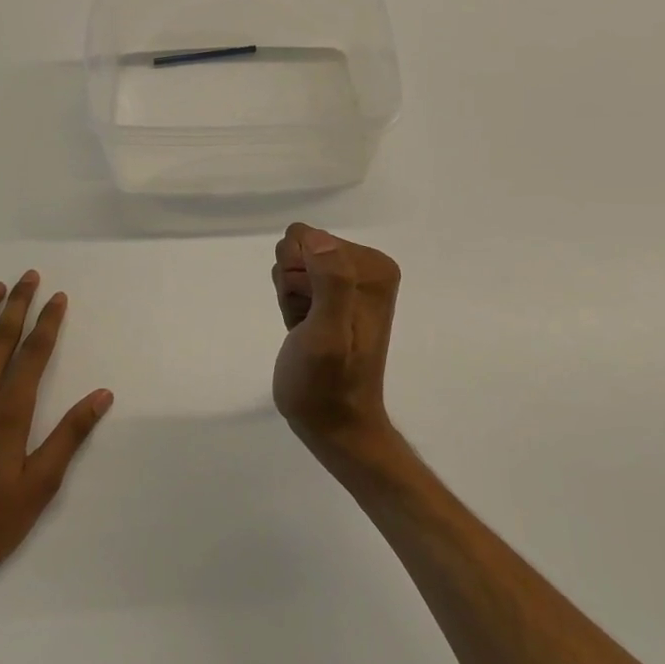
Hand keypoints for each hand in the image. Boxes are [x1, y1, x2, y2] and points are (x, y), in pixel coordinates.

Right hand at [271, 223, 402, 466]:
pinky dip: (292, 306)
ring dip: (291, 298)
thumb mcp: (327, 336)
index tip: (310, 311)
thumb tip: (319, 240)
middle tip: (307, 324)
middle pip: (299, 248)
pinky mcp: (333, 297)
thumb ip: (330, 283)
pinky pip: (294, 281)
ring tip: (306, 330)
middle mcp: (366, 267)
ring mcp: (349, 282)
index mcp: (373, 267)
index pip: (307, 237)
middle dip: (293, 285)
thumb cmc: (328, 385)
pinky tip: (303, 330)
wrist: (335, 427)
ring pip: (293, 265)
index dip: (297, 276)